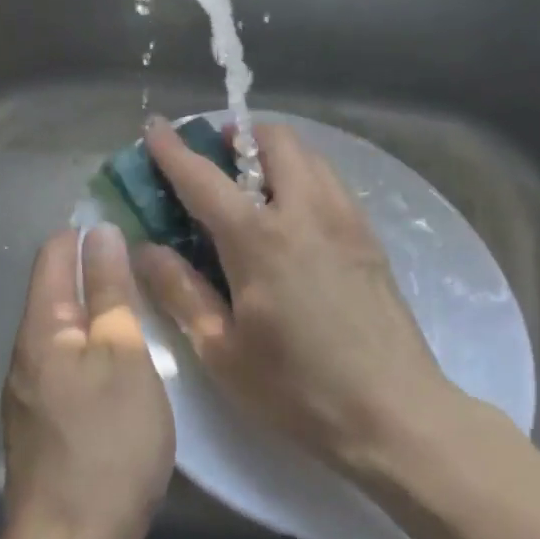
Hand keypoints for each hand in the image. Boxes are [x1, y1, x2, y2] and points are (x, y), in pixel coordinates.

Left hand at [0, 225, 173, 538]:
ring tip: (147, 305)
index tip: (130, 223)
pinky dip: (98, 352)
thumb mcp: (123, 358)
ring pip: (66, 332)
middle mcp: (26, 355)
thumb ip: (110, 294)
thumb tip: (100, 233)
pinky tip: (130, 363)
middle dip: (96, 271)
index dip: (87, 232)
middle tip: (150, 263)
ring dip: (100, 313)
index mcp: (41, 330)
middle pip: (57, 292)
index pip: (54, 254)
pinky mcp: (47, 429)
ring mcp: (33, 395)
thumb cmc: (107, 445)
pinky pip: (71, 368)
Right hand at [137, 118, 452, 475]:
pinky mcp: (369, 234)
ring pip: (308, 154)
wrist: (395, 412)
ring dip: (274, 152)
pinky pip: (330, 180)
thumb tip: (144, 248)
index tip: (155, 127)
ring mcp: (344, 217)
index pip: (203, 177)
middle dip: (238, 136)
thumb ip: (180, 291)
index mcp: (259, 238)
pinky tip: (294, 216)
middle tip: (216, 160)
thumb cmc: (298, 389)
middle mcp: (304, 210)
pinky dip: (304, 175)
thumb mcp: (222, 350)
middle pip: (272, 140)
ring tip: (254, 185)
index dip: (172, 149)